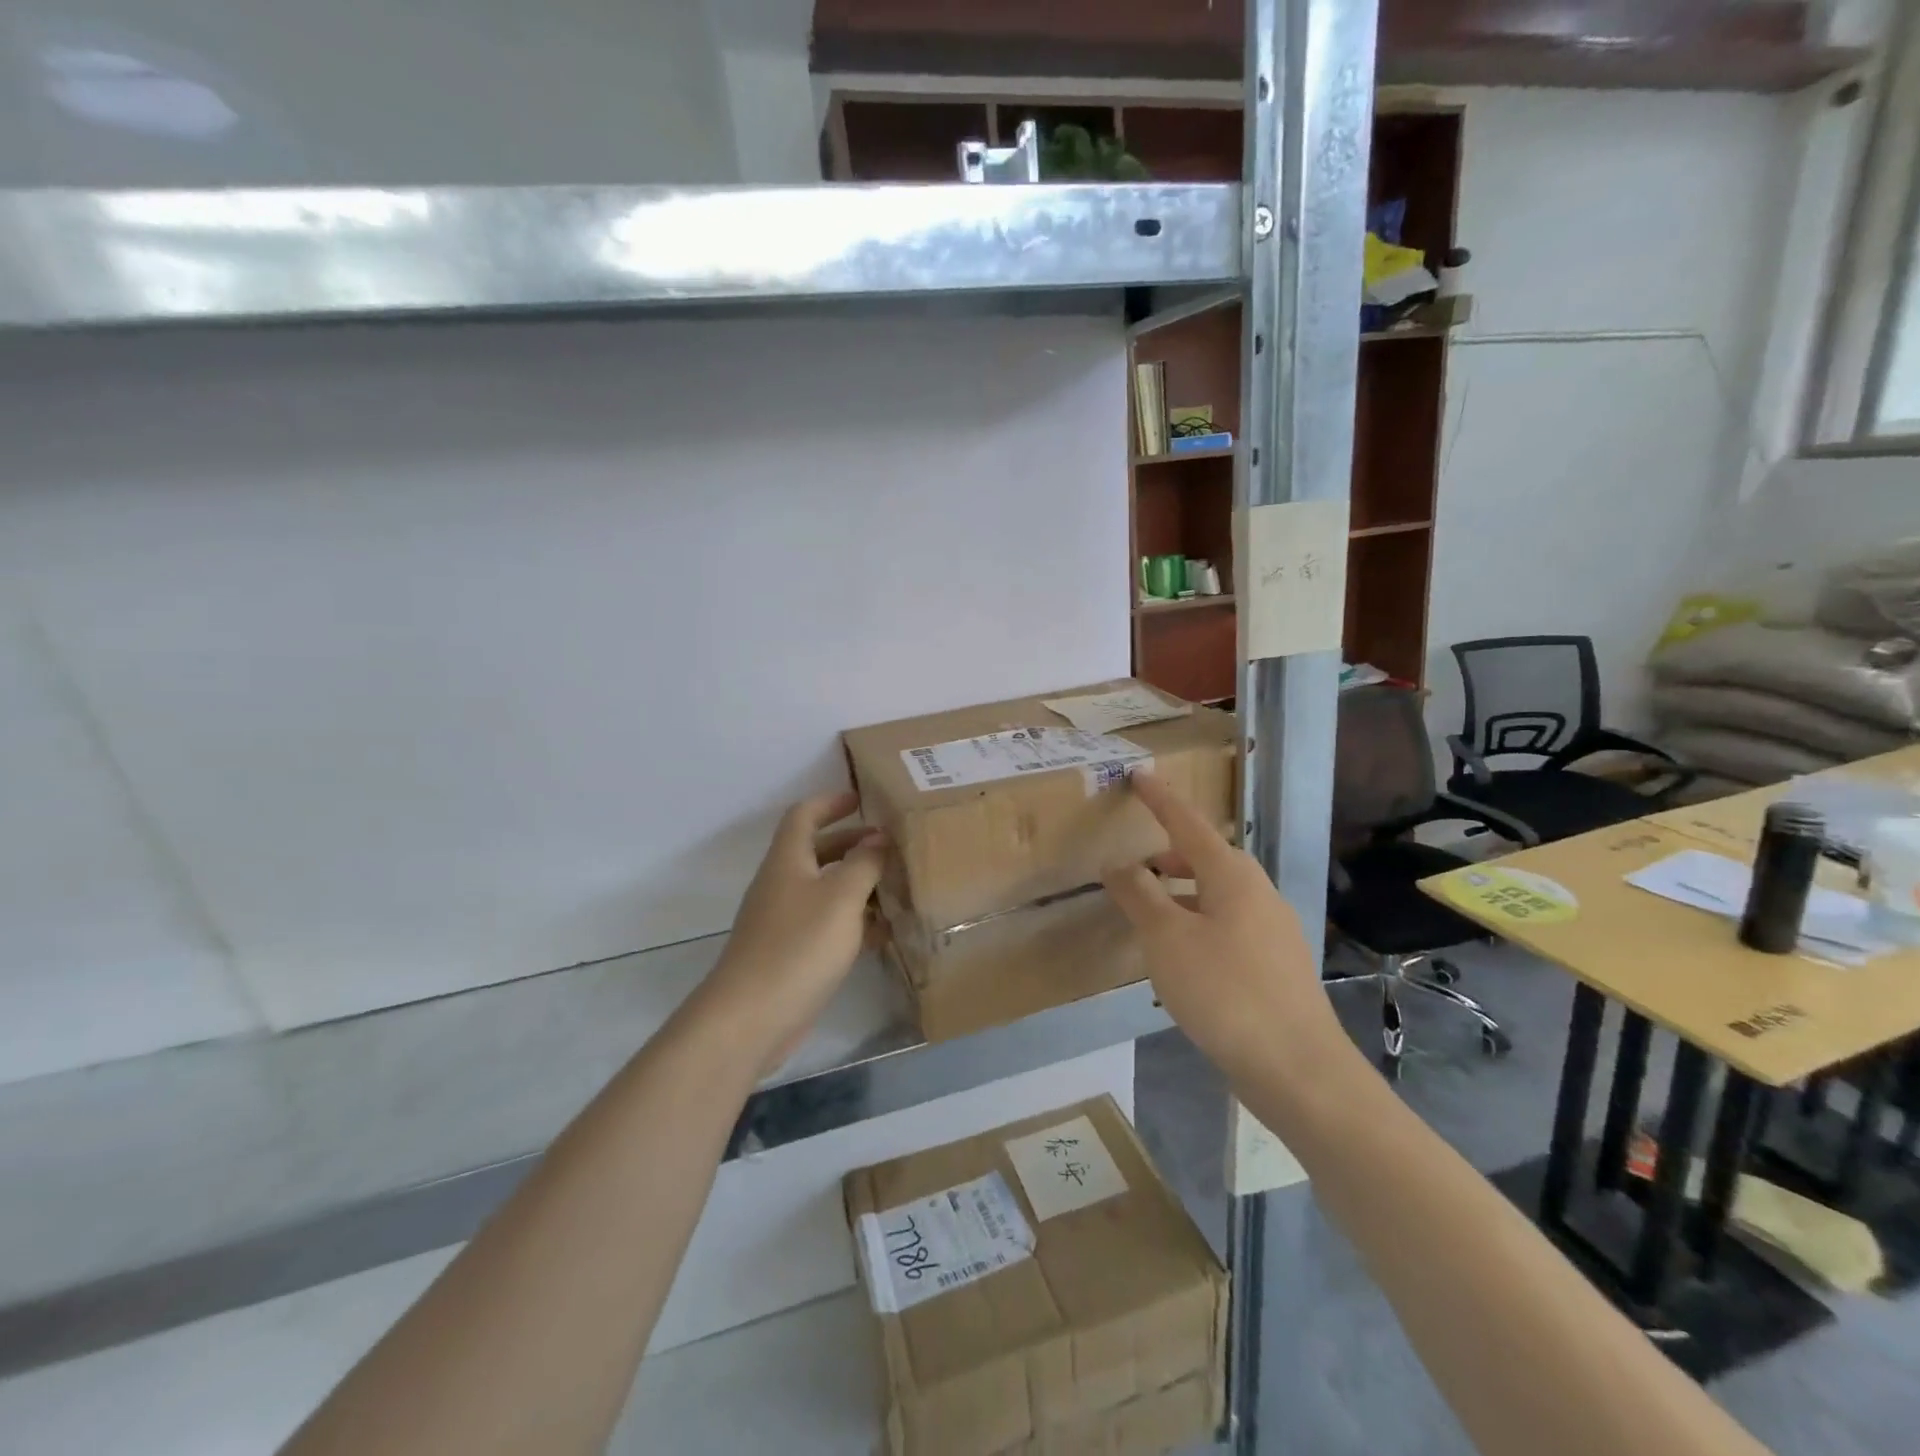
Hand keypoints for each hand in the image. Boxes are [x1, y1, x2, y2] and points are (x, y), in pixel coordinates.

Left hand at [695, 791, 886, 1074]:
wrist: (751, 1017)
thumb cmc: (798, 945)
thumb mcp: (841, 896)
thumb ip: (864, 863)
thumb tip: (878, 838)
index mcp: (787, 860)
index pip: (804, 815)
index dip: (831, 802)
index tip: (863, 799)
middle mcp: (782, 884)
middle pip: (817, 851)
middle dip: (853, 843)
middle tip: (891, 845)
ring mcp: (784, 921)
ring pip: (825, 890)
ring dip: (857, 884)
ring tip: (897, 886)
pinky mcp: (791, 954)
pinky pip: (827, 925)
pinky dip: (854, 921)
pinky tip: (885, 932)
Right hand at [1102, 771, 1340, 1084]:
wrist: (1298, 1068)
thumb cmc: (1224, 991)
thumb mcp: (1167, 939)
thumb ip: (1140, 895)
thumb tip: (1117, 864)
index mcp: (1232, 876)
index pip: (1189, 824)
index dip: (1161, 800)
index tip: (1140, 776)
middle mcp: (1259, 893)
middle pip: (1208, 859)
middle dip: (1172, 856)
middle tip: (1138, 868)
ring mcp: (1273, 931)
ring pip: (1219, 896)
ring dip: (1183, 894)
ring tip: (1151, 917)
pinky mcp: (1277, 966)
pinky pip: (1229, 926)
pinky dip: (1199, 924)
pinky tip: (1183, 958)